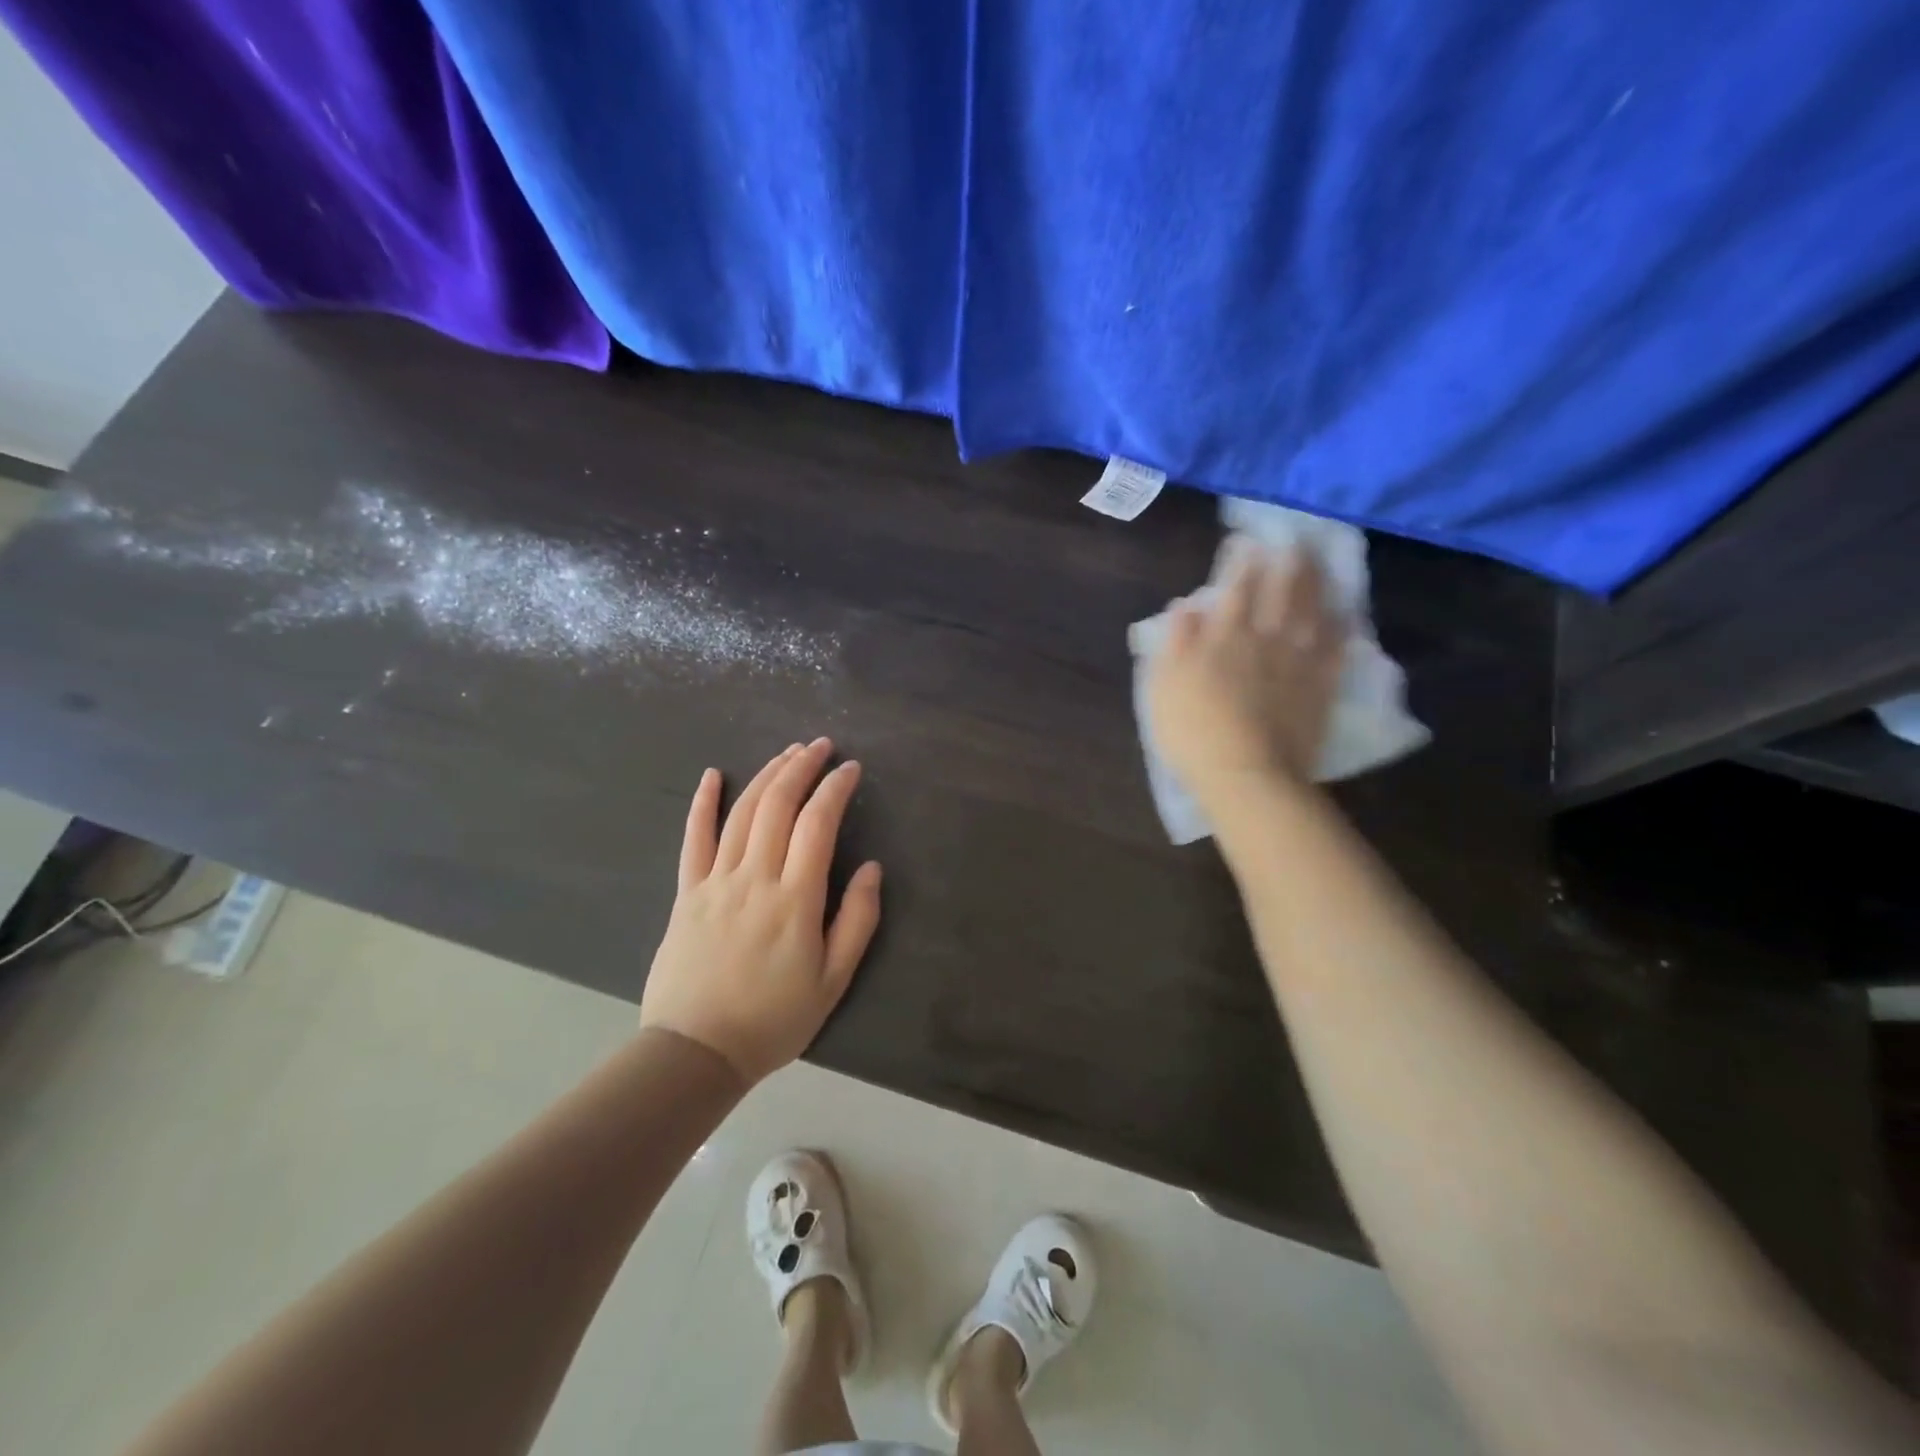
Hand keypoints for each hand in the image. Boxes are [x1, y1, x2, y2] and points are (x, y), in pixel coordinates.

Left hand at [639, 739, 882, 1085]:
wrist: (696, 1052)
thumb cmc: (773, 1019)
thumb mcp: (833, 980)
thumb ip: (857, 921)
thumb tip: (871, 868)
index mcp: (795, 899)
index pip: (818, 824)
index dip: (835, 789)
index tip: (851, 769)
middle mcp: (755, 878)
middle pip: (778, 805)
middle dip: (802, 767)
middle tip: (821, 745)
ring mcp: (716, 882)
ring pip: (742, 813)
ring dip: (766, 775)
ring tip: (788, 753)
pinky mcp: (687, 893)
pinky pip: (694, 839)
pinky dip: (703, 803)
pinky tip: (713, 775)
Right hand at [1144, 545, 1343, 804]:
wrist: (1246, 775)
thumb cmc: (1193, 732)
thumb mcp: (1163, 685)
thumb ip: (1175, 641)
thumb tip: (1185, 605)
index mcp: (1224, 636)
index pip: (1235, 587)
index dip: (1241, 561)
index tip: (1246, 541)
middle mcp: (1265, 638)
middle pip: (1281, 591)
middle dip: (1287, 562)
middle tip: (1295, 541)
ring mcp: (1298, 662)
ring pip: (1313, 612)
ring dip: (1317, 585)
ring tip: (1321, 564)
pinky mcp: (1321, 688)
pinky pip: (1337, 650)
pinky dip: (1342, 629)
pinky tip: (1346, 617)